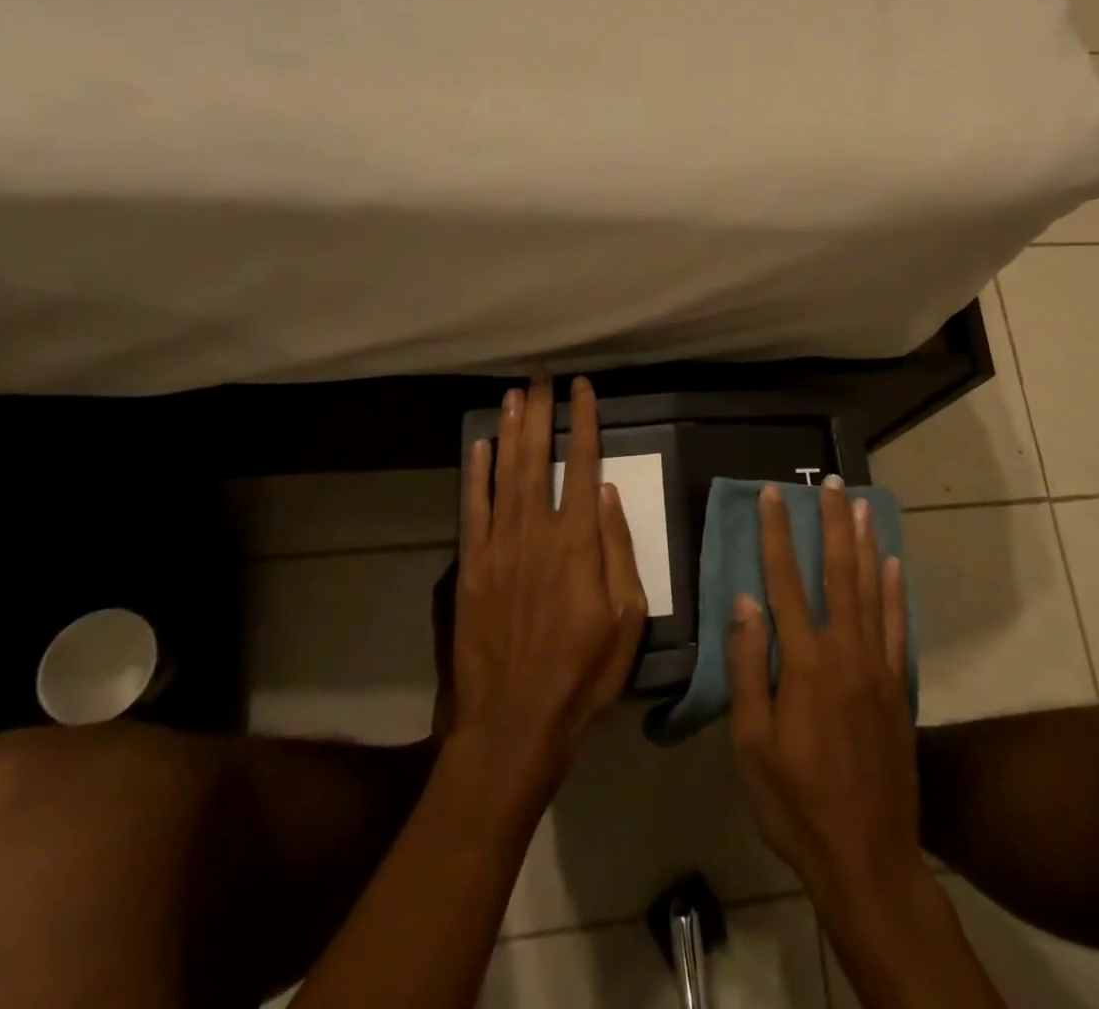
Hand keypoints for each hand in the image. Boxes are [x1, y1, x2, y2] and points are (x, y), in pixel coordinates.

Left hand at [449, 376, 647, 781]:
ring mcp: (498, 547)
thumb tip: (610, 493)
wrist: (514, 721)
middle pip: (539, 457)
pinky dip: (476, 474)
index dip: (584, 422)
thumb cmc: (583, 672)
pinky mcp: (471, 567)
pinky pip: (473, 508)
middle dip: (541, 412)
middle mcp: (536, 532)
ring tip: (513, 395)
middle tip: (541, 375)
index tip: (583, 389)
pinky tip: (480, 447)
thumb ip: (619, 551)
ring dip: (509, 430)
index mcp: (578, 543)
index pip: (584, 464)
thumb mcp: (627, 618)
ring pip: (505, 473)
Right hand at [728, 479, 921, 906]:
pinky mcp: (899, 687)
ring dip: (864, 543)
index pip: (784, 581)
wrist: (868, 857)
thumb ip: (749, 668)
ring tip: (861, 504)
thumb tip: (744, 601)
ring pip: (871, 589)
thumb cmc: (796, 803)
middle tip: (831, 482)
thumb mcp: (752, 744)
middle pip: (837, 572)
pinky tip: (893, 563)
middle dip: (831, 523)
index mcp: (803, 663)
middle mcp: (844, 651)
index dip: (777, 534)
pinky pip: (898, 627)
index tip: (772, 495)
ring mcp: (877, 667)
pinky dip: (896, 591)